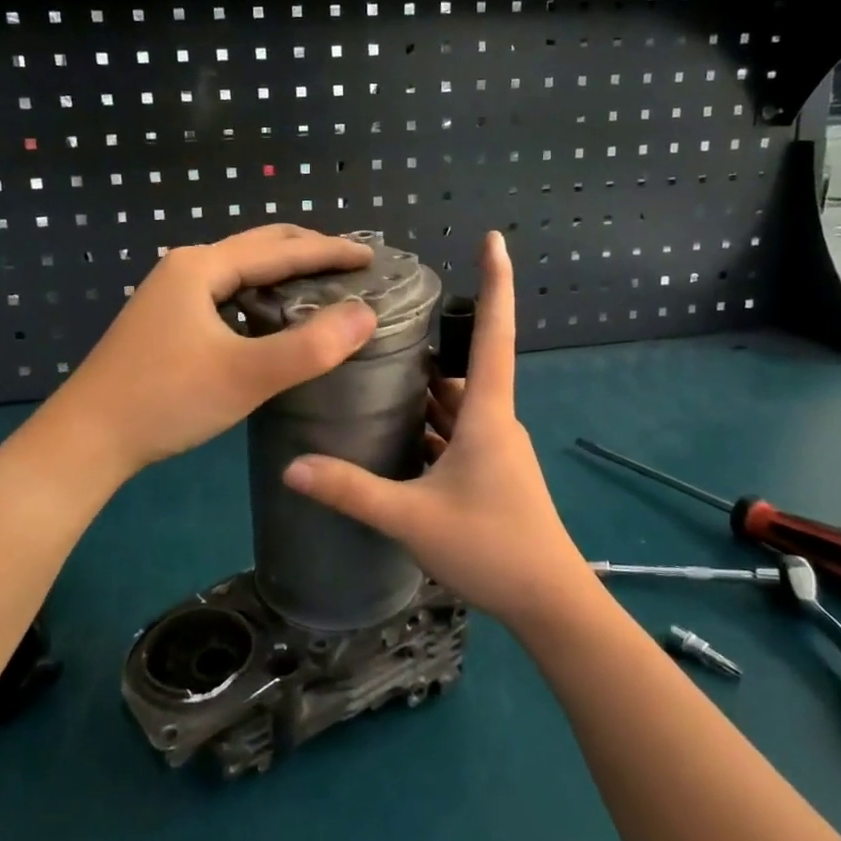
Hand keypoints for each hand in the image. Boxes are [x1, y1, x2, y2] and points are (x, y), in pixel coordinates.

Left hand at [49, 226, 377, 476]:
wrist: (86, 439)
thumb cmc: (165, 401)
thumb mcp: (245, 376)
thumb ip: (310, 347)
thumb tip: (366, 314)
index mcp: (201, 267)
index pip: (281, 249)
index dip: (331, 250)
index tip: (373, 256)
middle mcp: (184, 268)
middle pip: (258, 246)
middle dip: (308, 251)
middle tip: (353, 265)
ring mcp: (170, 294)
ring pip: (240, 270)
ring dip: (283, 271)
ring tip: (323, 285)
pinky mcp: (166, 321)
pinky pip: (226, 293)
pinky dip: (260, 294)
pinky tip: (273, 317)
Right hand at [282, 231, 594, 629]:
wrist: (548, 602)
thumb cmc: (490, 547)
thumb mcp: (412, 518)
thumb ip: (351, 491)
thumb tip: (292, 467)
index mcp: (486, 414)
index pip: (493, 333)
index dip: (495, 282)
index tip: (494, 238)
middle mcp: (495, 422)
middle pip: (463, 369)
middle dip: (431, 345)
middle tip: (382, 326)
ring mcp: (496, 450)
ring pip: (457, 405)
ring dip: (425, 391)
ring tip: (376, 374)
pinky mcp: (492, 475)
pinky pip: (457, 435)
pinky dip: (430, 426)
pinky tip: (396, 435)